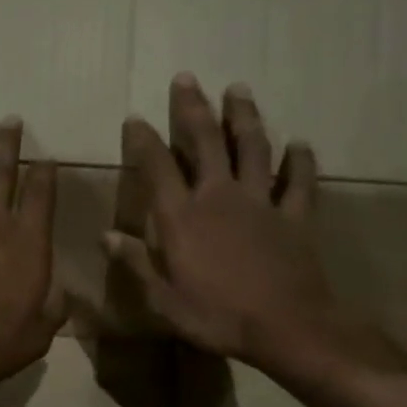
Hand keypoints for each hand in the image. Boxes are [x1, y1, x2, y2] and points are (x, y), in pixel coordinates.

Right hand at [106, 75, 406, 387]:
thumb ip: (136, 263)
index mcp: (182, 218)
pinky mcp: (295, 216)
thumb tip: (106, 236)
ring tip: (238, 89)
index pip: (157, 168)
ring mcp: (261, 203)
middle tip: (187, 78)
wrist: (287, 328)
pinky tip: (300, 144)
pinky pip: (299, 182)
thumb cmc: (218, 316)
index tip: (135, 118)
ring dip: (244, 117)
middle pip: (206, 142)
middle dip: (193, 108)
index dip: (144, 141)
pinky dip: (300, 161)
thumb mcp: (164, 299)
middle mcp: (219, 197)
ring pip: (253, 148)